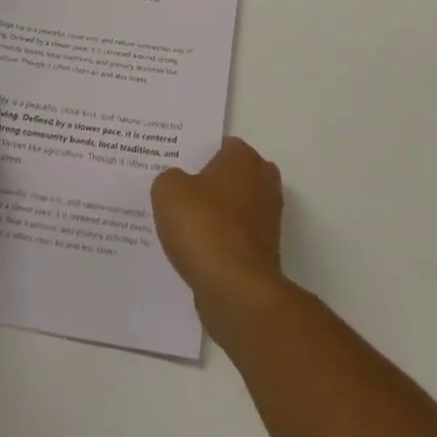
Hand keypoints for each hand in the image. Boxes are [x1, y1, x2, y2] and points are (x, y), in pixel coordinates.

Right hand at [151, 137, 285, 328]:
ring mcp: (268, 219)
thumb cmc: (204, 226)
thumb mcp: (168, 191)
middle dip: (208, 186)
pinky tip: (194, 255)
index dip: (196, 157)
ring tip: (180, 229)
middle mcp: (263, 181)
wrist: (236, 290)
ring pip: (233, 210)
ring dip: (214, 218)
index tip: (175, 170)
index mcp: (244, 157)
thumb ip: (169, 179)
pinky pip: (235, 239)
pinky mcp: (265, 253)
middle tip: (176, 196)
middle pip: (230, 177)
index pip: (219, 146)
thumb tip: (177, 184)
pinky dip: (219, 245)